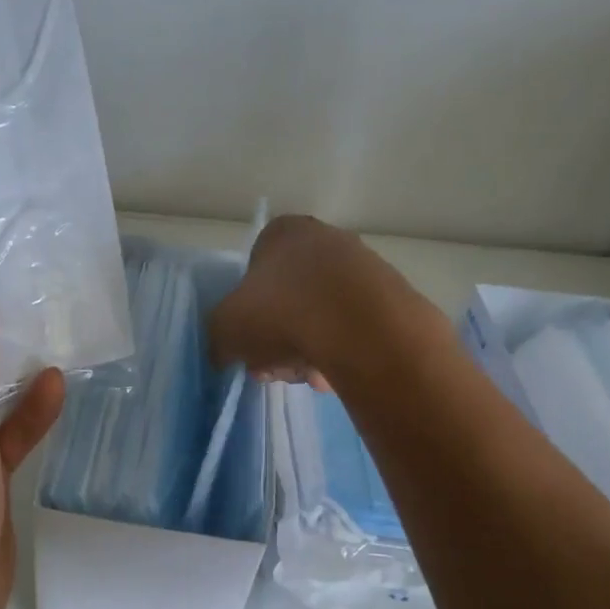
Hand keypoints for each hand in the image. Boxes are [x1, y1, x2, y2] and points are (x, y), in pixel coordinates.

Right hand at [209, 215, 440, 389]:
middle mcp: (325, 239)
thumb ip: (218, 338)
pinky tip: (337, 376)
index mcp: (282, 232)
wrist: (361, 329)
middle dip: (278, 339)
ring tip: (309, 376)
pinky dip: (341, 353)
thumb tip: (226, 353)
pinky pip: (353, 331)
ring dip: (308, 351)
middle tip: (275, 368)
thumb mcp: (224, 328)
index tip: (248, 345)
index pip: (253, 273)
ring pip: (320, 318)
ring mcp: (363, 267)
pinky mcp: (391, 299)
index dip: (246, 314)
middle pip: (288, 299)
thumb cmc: (281, 313)